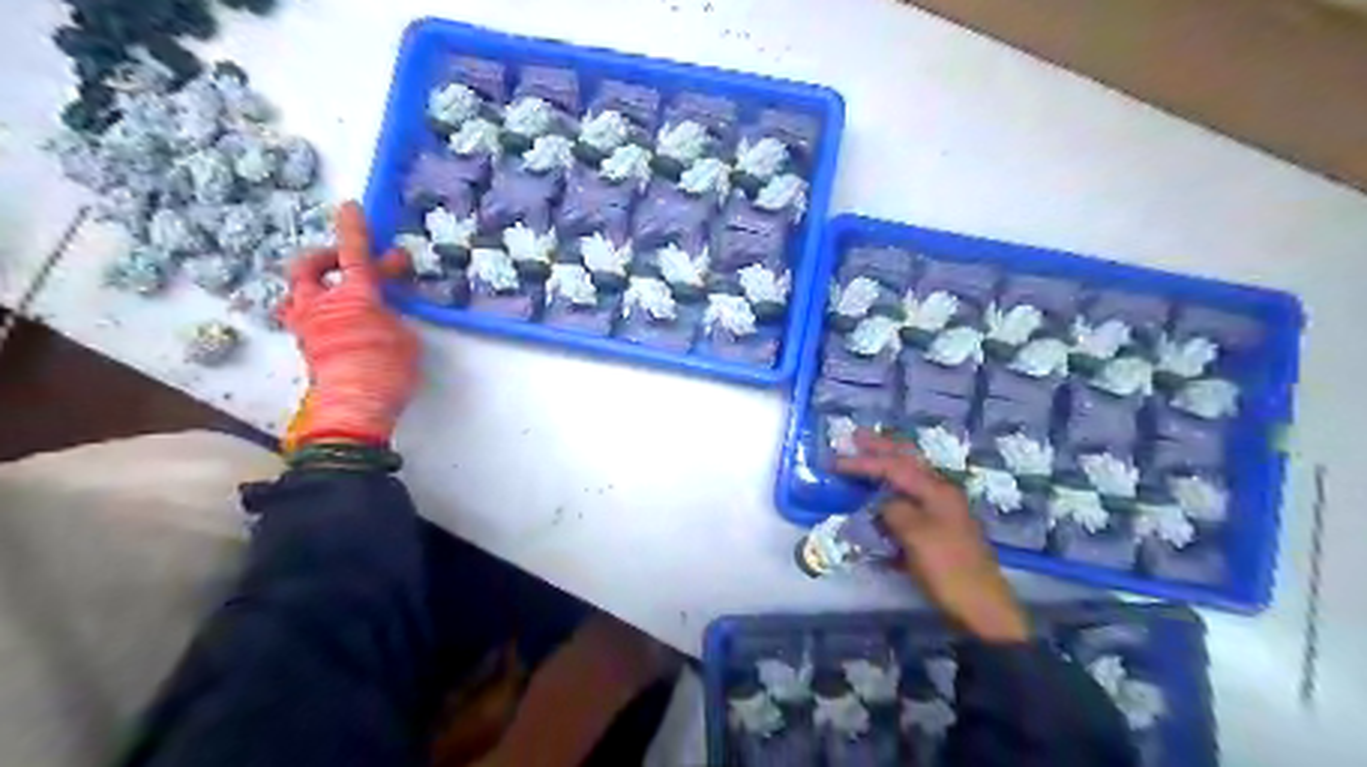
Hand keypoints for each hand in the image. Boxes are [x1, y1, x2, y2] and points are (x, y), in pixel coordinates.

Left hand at [278, 200, 417, 447]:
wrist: (354, 406)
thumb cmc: (387, 369)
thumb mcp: (404, 336)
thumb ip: (391, 315)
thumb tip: (382, 311)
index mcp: (354, 297)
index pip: (353, 254)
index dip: (354, 229)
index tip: (351, 207)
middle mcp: (322, 304)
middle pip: (309, 267)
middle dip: (328, 257)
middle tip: (348, 261)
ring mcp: (308, 326)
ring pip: (299, 292)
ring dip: (317, 286)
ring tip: (338, 293)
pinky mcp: (305, 346)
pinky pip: (305, 317)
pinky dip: (320, 312)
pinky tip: (339, 323)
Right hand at [839, 430, 1032, 640]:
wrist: (982, 607)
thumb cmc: (948, 569)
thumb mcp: (916, 537)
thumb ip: (895, 511)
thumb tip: (883, 504)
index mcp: (937, 491)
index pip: (894, 467)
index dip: (863, 462)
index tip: (834, 462)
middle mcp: (941, 493)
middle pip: (908, 462)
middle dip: (881, 447)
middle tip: (855, 436)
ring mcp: (943, 511)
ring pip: (911, 479)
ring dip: (888, 465)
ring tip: (868, 455)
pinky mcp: (940, 530)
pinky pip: (912, 500)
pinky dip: (895, 490)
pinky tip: (885, 492)